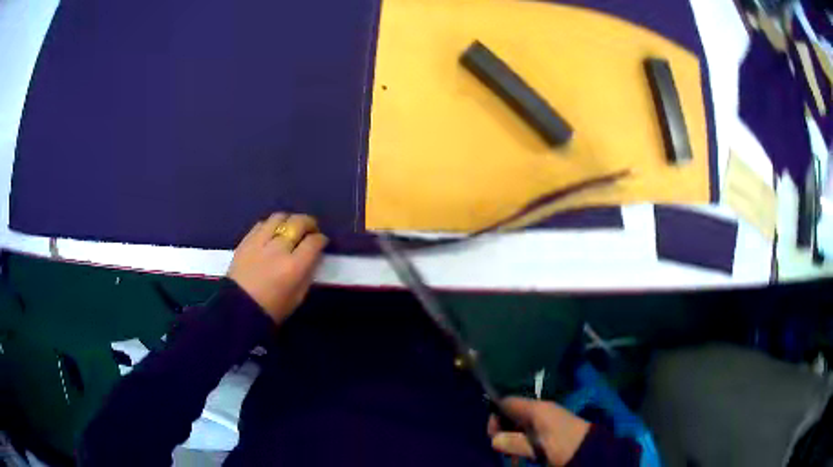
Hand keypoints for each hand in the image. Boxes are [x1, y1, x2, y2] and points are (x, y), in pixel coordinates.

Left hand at [228, 213, 327, 324]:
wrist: (238, 309)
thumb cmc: (272, 309)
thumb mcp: (298, 297)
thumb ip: (308, 273)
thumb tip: (313, 257)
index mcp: (294, 266)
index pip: (314, 242)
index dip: (321, 239)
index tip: (321, 242)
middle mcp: (279, 249)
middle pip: (298, 223)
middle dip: (309, 223)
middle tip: (310, 229)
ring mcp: (260, 242)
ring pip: (279, 217)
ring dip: (289, 220)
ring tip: (291, 228)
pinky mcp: (246, 240)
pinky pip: (262, 224)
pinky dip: (271, 225)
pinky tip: (272, 232)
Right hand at [488, 397, 590, 466]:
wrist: (589, 449)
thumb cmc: (562, 445)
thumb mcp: (537, 447)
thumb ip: (514, 442)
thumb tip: (494, 440)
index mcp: (536, 408)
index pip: (507, 402)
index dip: (495, 414)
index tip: (493, 434)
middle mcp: (539, 410)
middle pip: (511, 414)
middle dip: (502, 430)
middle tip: (502, 448)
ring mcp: (545, 419)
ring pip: (518, 424)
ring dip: (511, 438)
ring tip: (512, 455)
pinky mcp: (548, 430)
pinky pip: (527, 431)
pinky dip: (521, 441)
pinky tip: (522, 453)